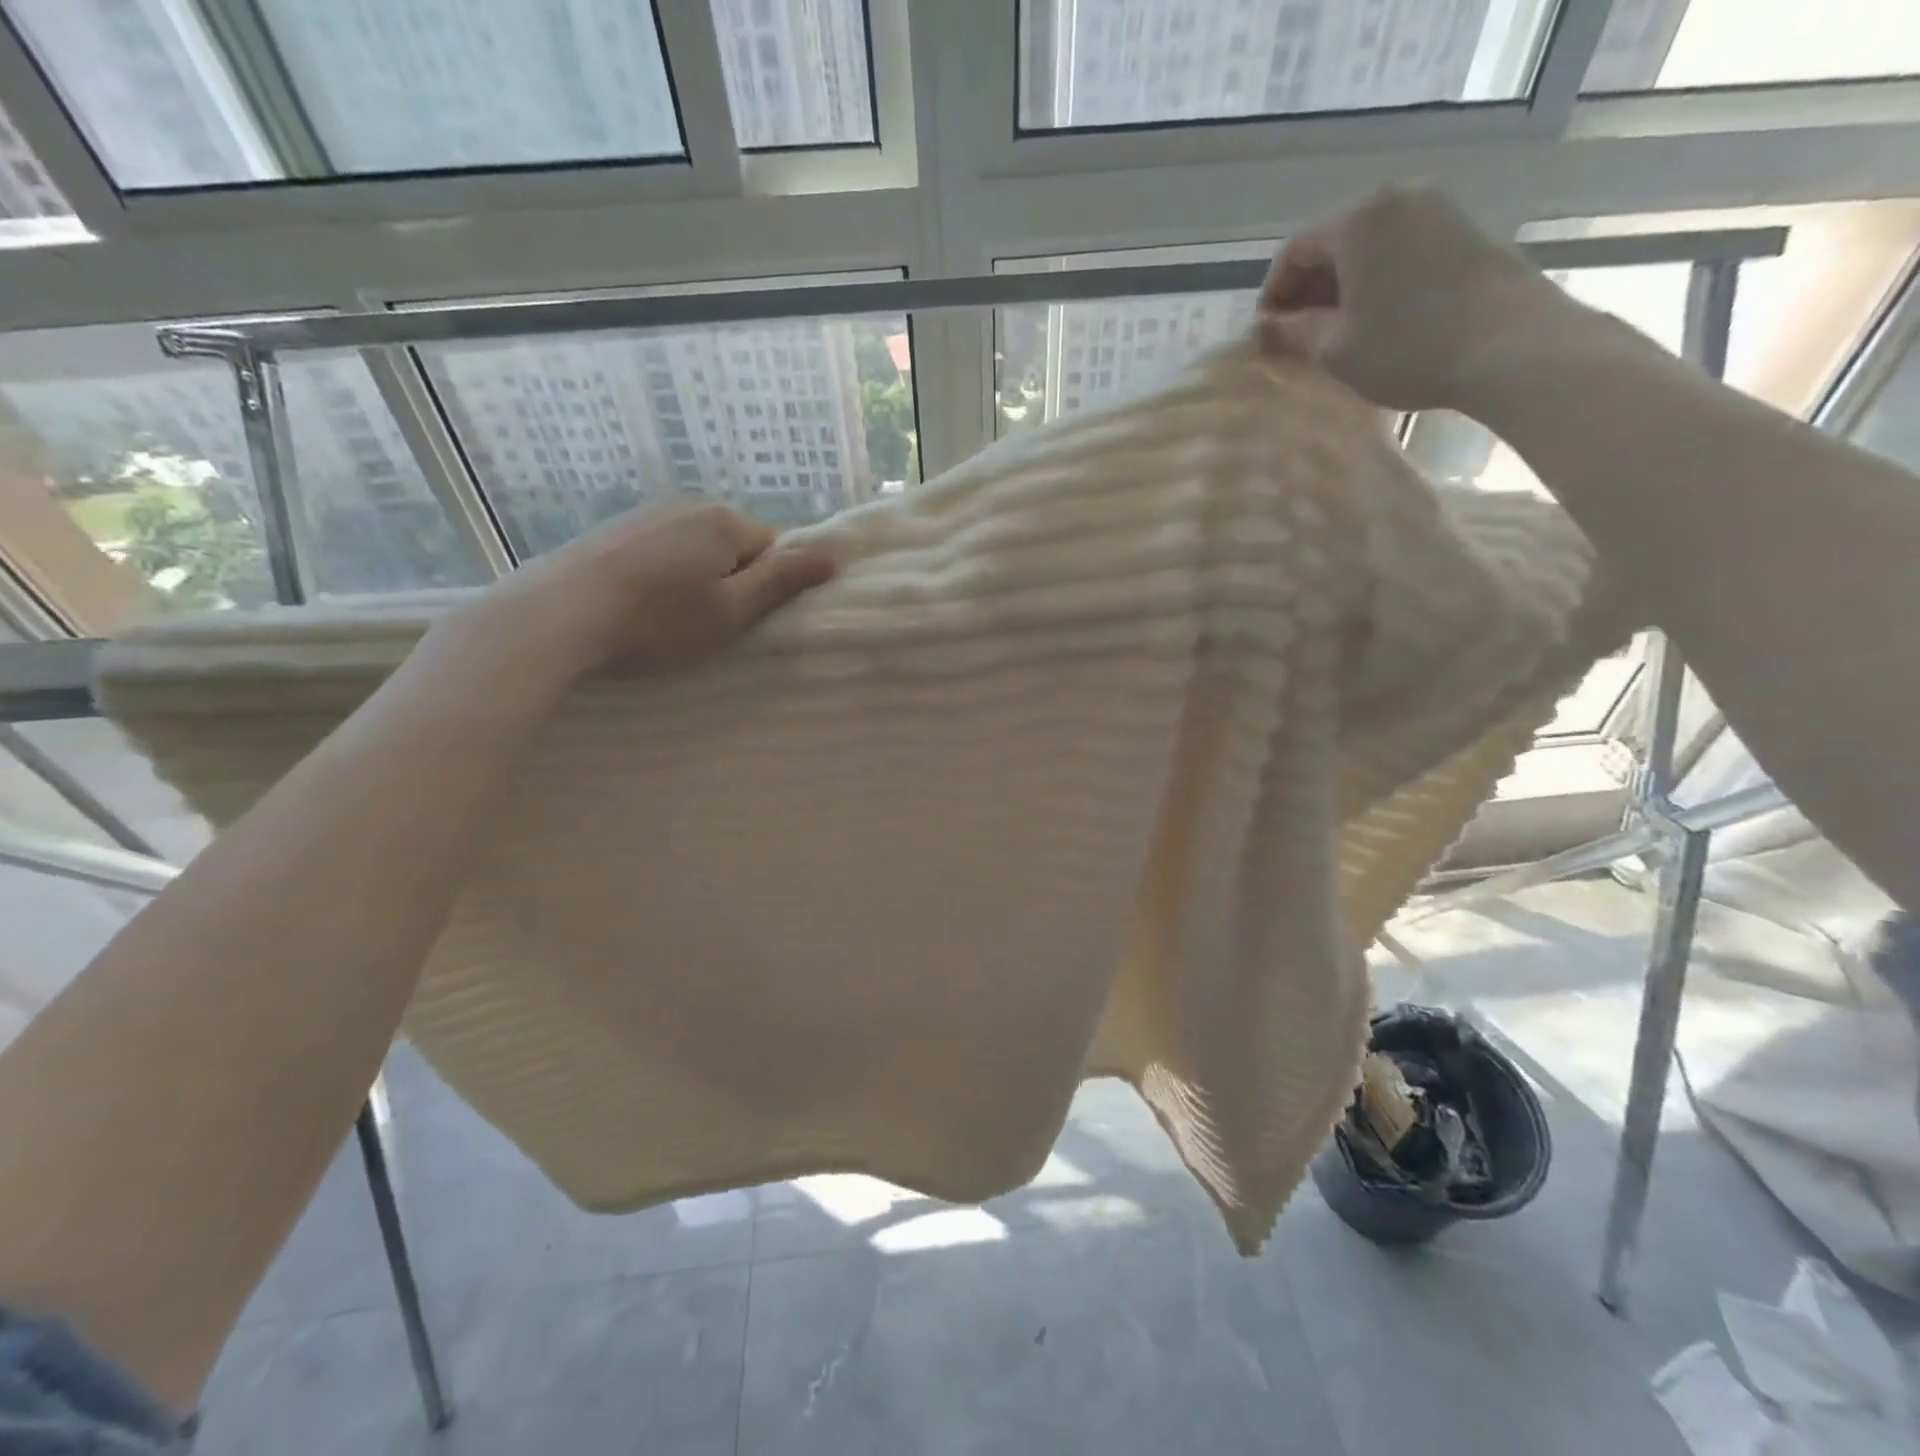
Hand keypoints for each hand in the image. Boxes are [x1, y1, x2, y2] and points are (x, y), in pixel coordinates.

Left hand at [482, 500, 835, 676]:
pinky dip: (656, 577)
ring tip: (664, 619)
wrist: (558, 615)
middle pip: (731, 547)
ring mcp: (644, 514)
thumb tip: (830, 557)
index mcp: (723, 521)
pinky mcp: (610, 530)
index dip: (762, 588)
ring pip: (692, 550)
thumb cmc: (658, 621)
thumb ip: (781, 582)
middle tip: (703, 625)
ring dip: (691, 581)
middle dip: (727, 582)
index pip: (770, 550)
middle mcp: (686, 505)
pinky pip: (657, 552)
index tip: (738, 619)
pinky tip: (635, 606)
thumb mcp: (731, 611)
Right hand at [1258, 185, 1569, 412]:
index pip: (1294, 250)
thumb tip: (1266, 327)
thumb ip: (1292, 332)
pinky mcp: (1464, 231)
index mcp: (1358, 221)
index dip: (1272, 294)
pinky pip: (1400, 251)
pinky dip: (1376, 282)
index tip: (1265, 334)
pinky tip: (1374, 320)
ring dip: (1342, 288)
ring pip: (1368, 248)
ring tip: (1333, 333)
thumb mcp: (1334, 348)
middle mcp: (1396, 200)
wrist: (1508, 345)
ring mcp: (1436, 210)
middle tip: (1295, 337)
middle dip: (1307, 290)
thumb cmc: (1406, 347)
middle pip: (1333, 242)